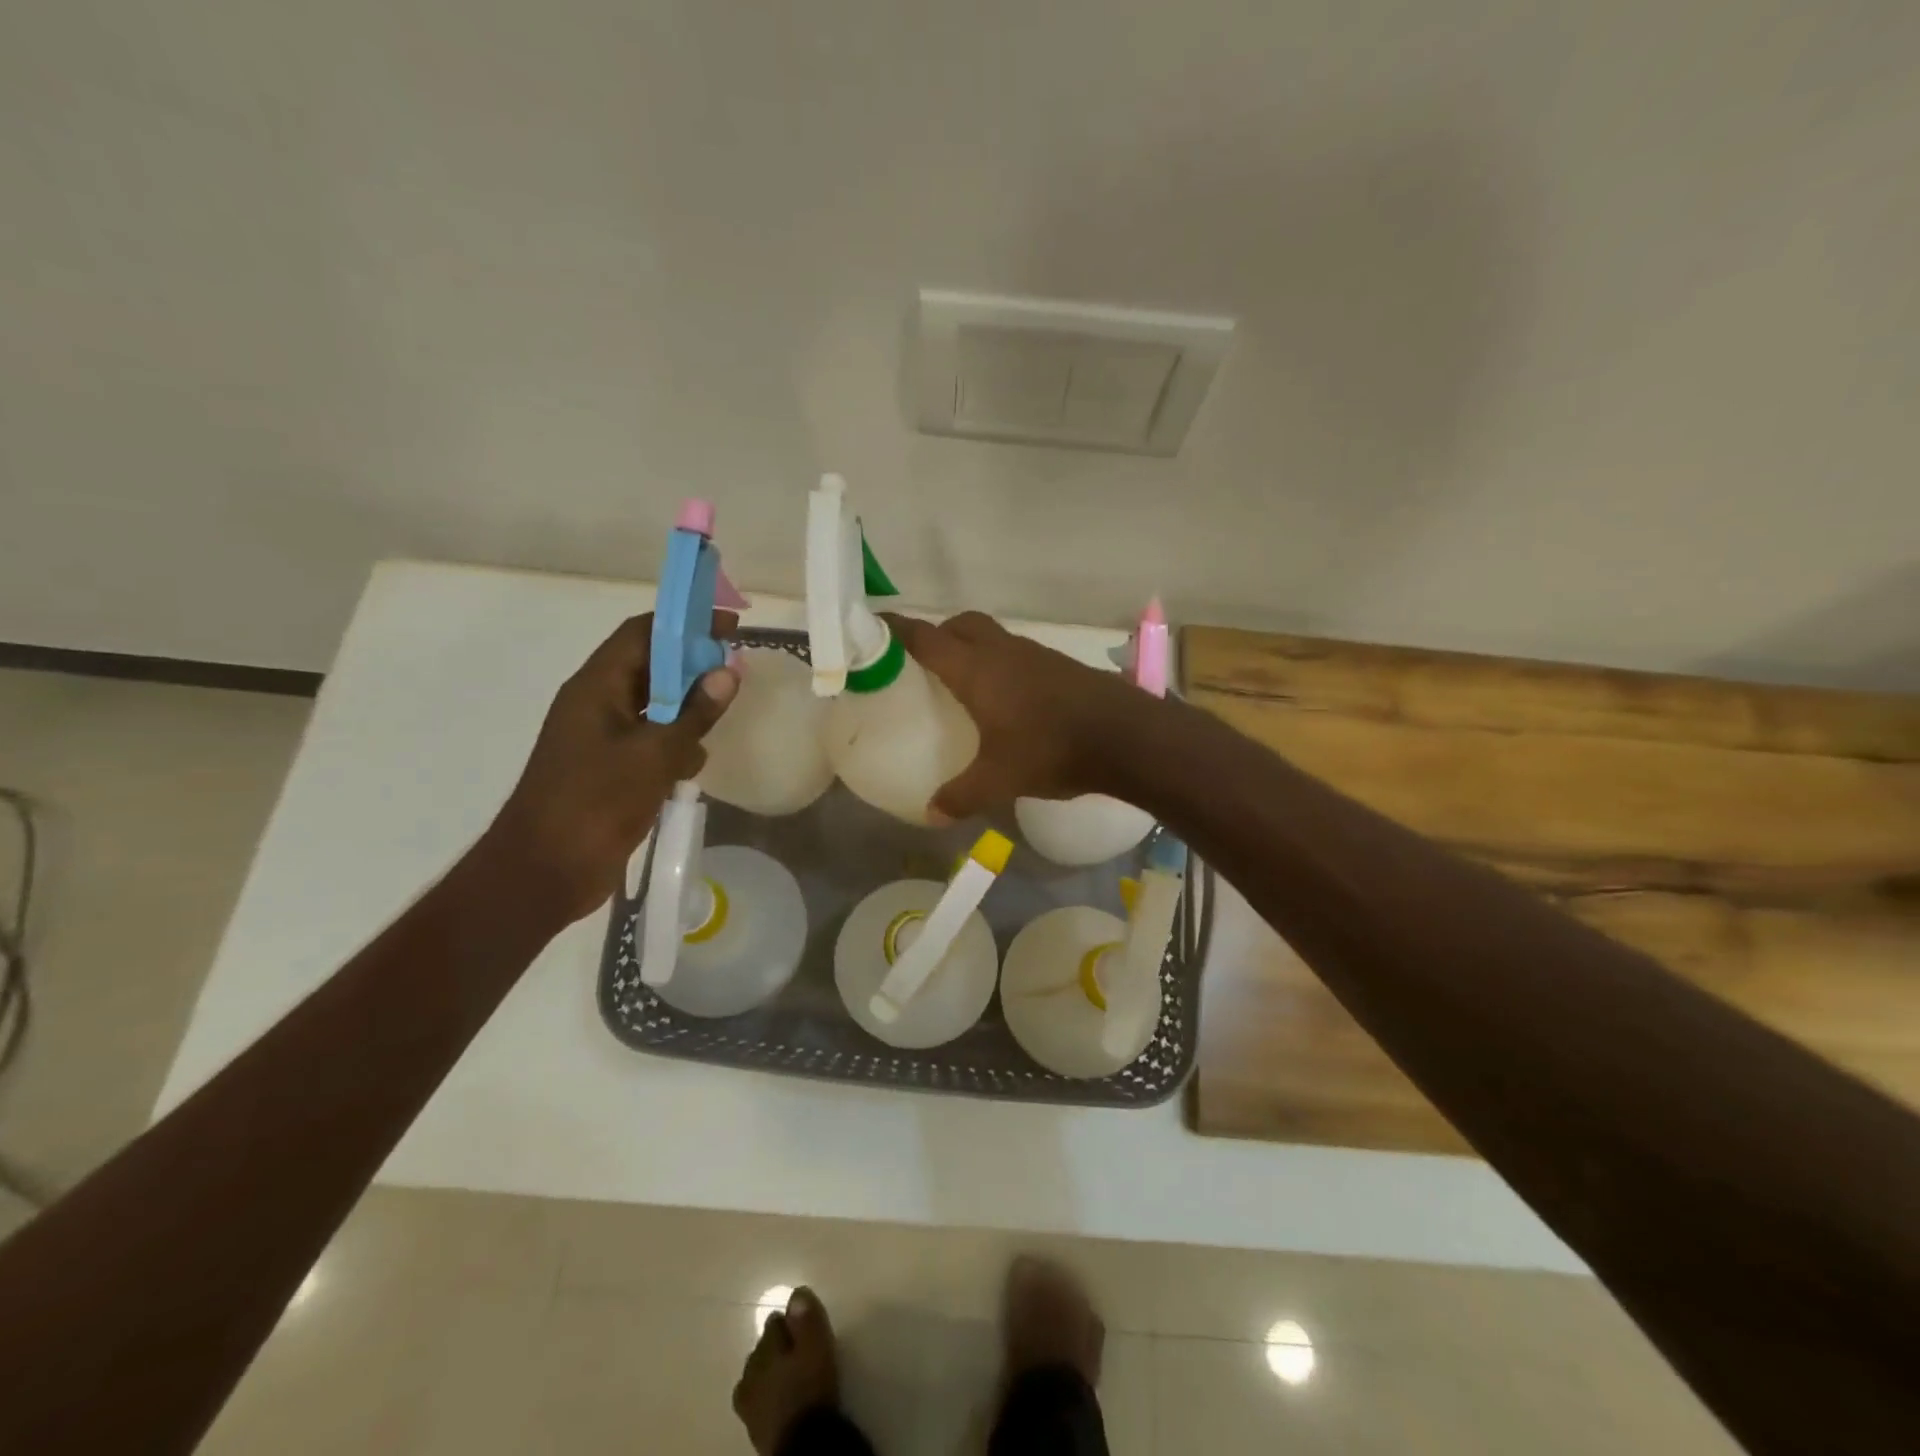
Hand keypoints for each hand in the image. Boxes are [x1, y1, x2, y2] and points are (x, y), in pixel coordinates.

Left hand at [481, 612, 738, 922]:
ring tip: (720, 720)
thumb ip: (694, 714)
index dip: (684, 624)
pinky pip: (649, 741)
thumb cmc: (594, 804)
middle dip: (692, 667)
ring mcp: (601, 739)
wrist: (544, 872)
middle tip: (735, 672)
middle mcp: (597, 704)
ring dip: (687, 709)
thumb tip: (728, 672)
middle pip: (650, 667)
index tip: (727, 626)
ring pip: (654, 707)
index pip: (642, 634)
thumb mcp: (654, 755)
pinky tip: (694, 763)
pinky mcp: (610, 770)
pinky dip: (675, 744)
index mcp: (596, 688)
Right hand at [882, 611, 1147, 819]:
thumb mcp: (1000, 779)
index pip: (926, 638)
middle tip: (922, 662)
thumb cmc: (1052, 749)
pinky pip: (1017, 654)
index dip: (897, 629)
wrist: (1126, 736)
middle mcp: (1002, 652)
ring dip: (973, 647)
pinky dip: (1000, 664)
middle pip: (962, 625)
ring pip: (993, 637)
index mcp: (977, 669)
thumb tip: (932, 815)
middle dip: (938, 634)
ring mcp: (1035, 655)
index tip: (874, 626)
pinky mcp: (1059, 666)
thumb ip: (961, 795)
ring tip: (961, 682)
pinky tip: (1005, 700)